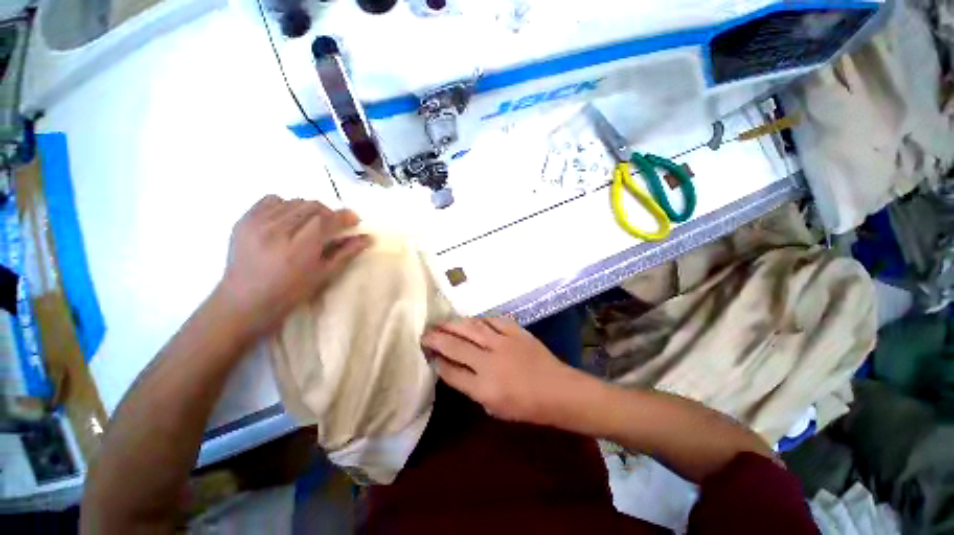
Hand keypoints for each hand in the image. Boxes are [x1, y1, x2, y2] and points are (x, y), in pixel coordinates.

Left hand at [218, 195, 370, 336]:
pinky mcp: (244, 220)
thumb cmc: (290, 293)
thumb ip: (346, 253)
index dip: (344, 216)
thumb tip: (367, 238)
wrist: (245, 301)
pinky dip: (286, 205)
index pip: (327, 219)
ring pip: (294, 201)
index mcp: (299, 247)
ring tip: (311, 224)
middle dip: (329, 213)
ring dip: (309, 210)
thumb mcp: (324, 275)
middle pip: (312, 206)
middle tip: (334, 225)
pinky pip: (271, 200)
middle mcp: (277, 230)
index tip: (354, 219)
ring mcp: (257, 223)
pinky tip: (288, 220)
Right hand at [421, 317, 586, 425]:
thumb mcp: (493, 408)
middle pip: (455, 346)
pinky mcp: (515, 331)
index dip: (436, 361)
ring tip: (441, 322)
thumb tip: (454, 369)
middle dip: (436, 338)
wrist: (558, 390)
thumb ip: (471, 388)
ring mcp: (503, 343)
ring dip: (453, 324)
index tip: (428, 354)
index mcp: (483, 387)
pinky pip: (492, 321)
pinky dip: (479, 320)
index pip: (450, 371)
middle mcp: (489, 362)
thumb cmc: (527, 406)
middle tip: (425, 333)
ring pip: (471, 328)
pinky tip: (471, 321)